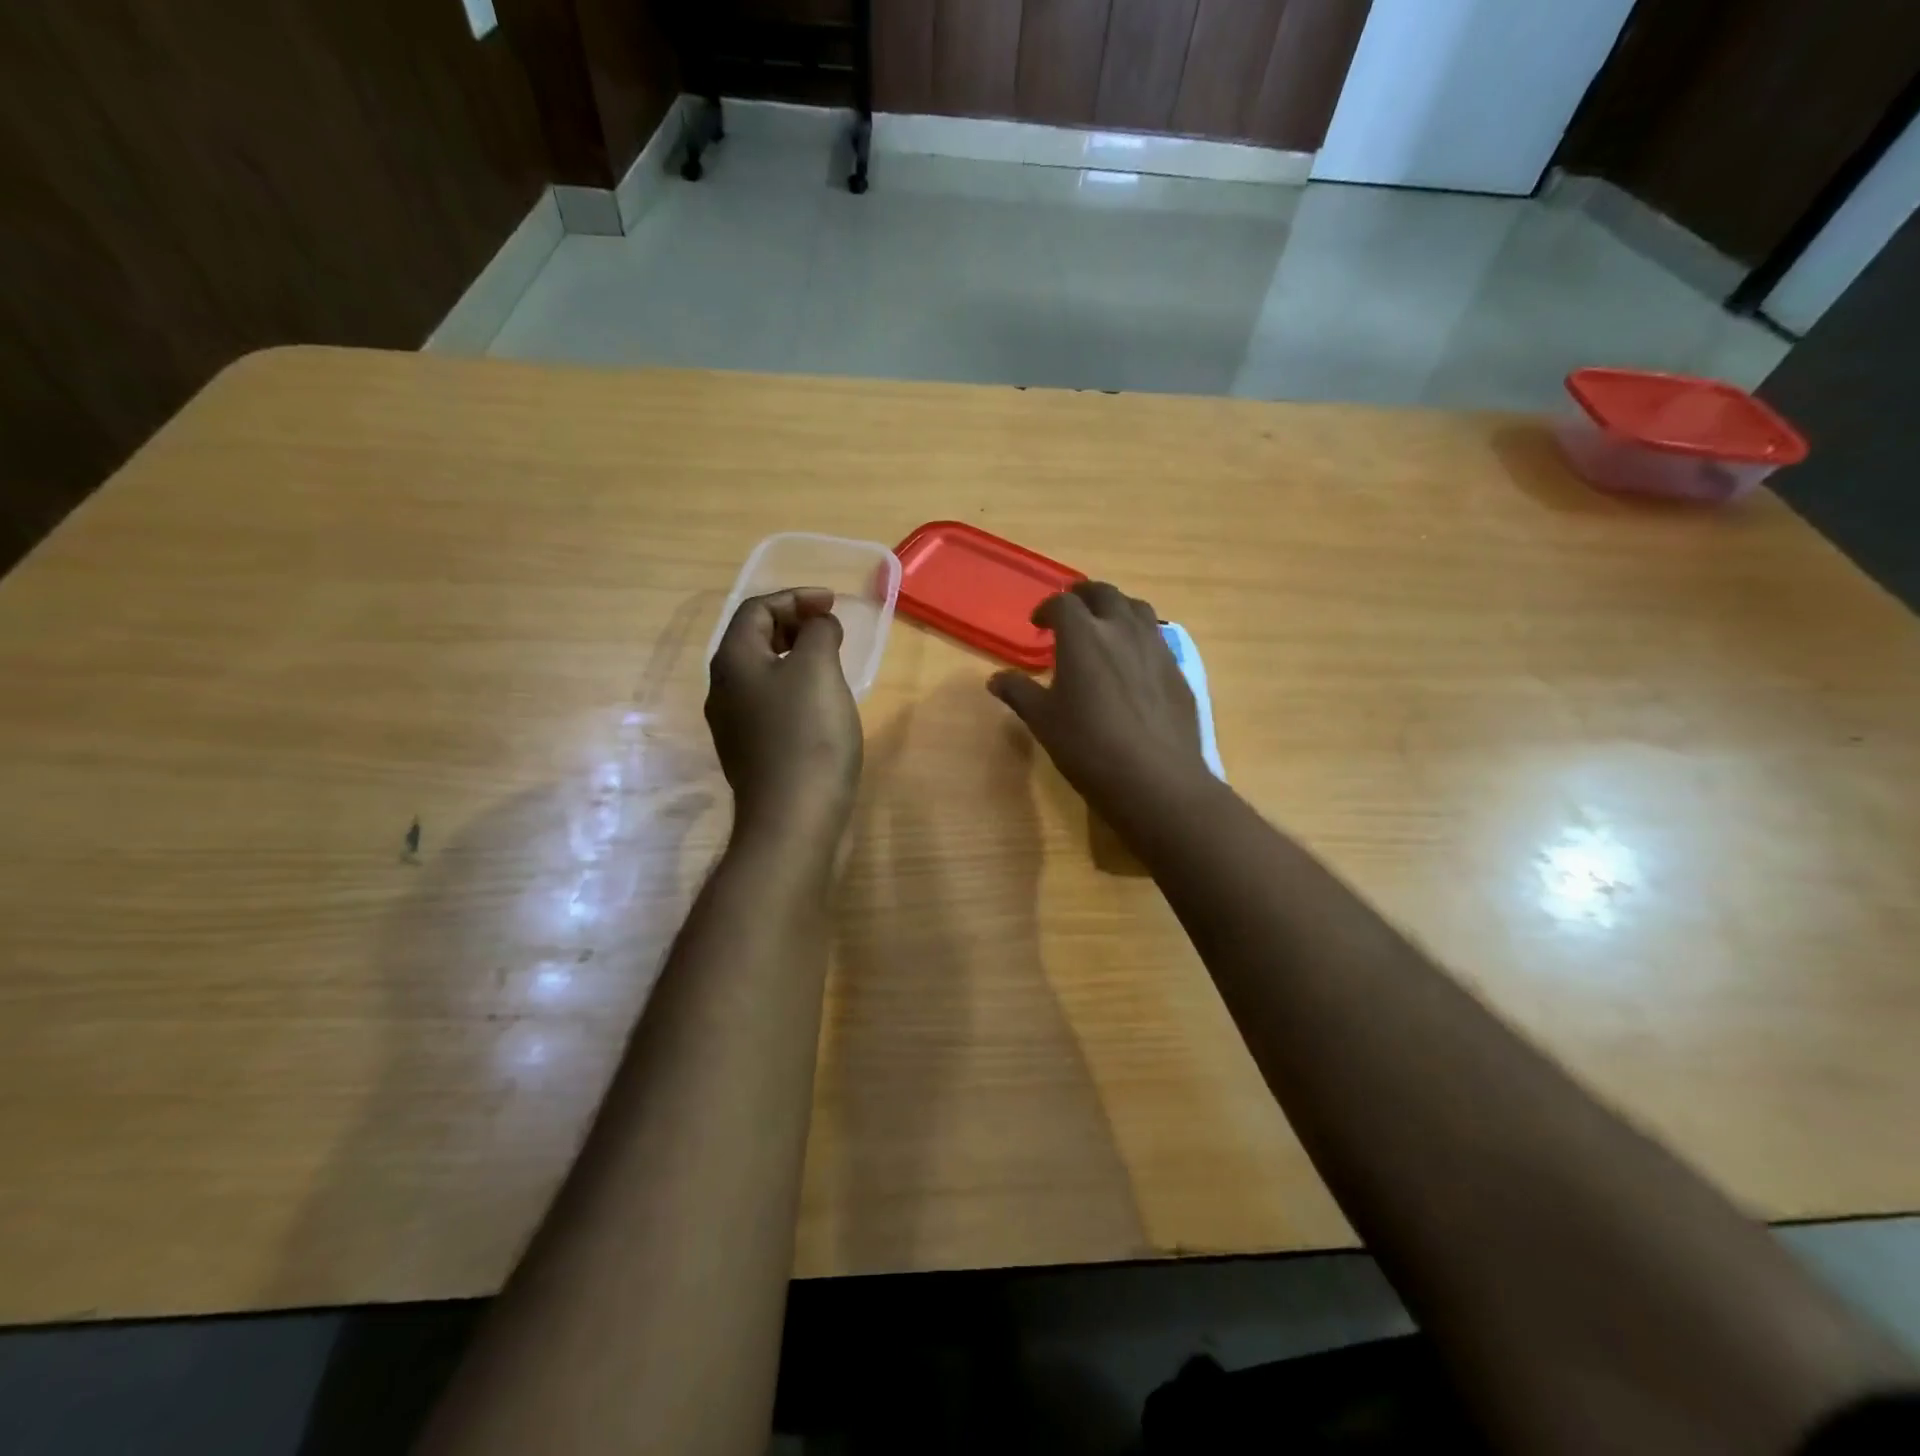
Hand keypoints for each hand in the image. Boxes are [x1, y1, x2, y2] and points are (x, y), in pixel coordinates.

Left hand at [707, 589, 862, 839]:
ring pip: (763, 674)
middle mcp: (724, 690)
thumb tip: (818, 626)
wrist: (794, 819)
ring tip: (831, 661)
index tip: (833, 604)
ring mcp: (735, 726)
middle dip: (793, 625)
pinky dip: (795, 689)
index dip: (795, 598)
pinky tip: (822, 705)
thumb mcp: (818, 669)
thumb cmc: (807, 735)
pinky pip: (771, 704)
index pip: (756, 610)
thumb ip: (818, 633)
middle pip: (754, 640)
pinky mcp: (752, 753)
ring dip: (795, 657)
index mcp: (733, 661)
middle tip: (831, 628)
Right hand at [987, 581, 1208, 823]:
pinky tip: (1134, 664)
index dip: (1047, 608)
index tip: (1038, 624)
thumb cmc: (1088, 746)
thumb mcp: (1043, 721)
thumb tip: (995, 679)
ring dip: (1117, 609)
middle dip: (1084, 596)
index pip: (1062, 604)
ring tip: (1106, 627)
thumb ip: (1019, 692)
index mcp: (1082, 635)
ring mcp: (1156, 647)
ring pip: (1137, 609)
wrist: (1155, 778)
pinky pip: (1157, 639)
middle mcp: (1122, 629)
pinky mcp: (1178, 670)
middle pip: (1104, 594)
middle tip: (1072, 612)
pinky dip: (1140, 637)